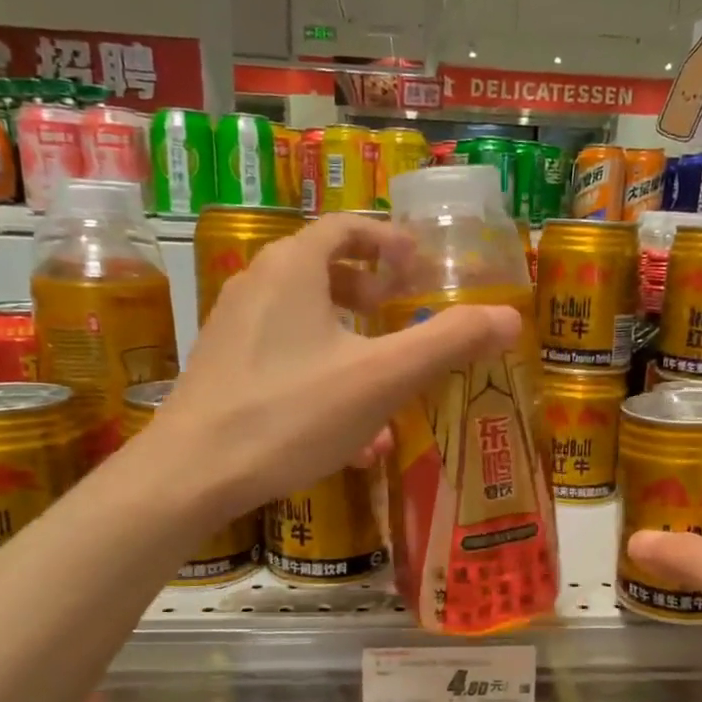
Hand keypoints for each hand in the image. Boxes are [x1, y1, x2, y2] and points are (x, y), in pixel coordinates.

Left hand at [155, 213, 519, 512]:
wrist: (191, 474)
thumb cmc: (291, 413)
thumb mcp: (382, 378)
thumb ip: (447, 343)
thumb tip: (510, 318)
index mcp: (293, 268)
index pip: (345, 228)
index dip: (387, 240)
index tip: (417, 265)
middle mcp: (257, 286)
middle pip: (321, 270)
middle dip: (369, 290)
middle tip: (399, 311)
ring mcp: (234, 330)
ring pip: (305, 321)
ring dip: (350, 342)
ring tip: (384, 380)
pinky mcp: (223, 371)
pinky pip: (285, 359)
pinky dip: (322, 376)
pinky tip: (349, 435)